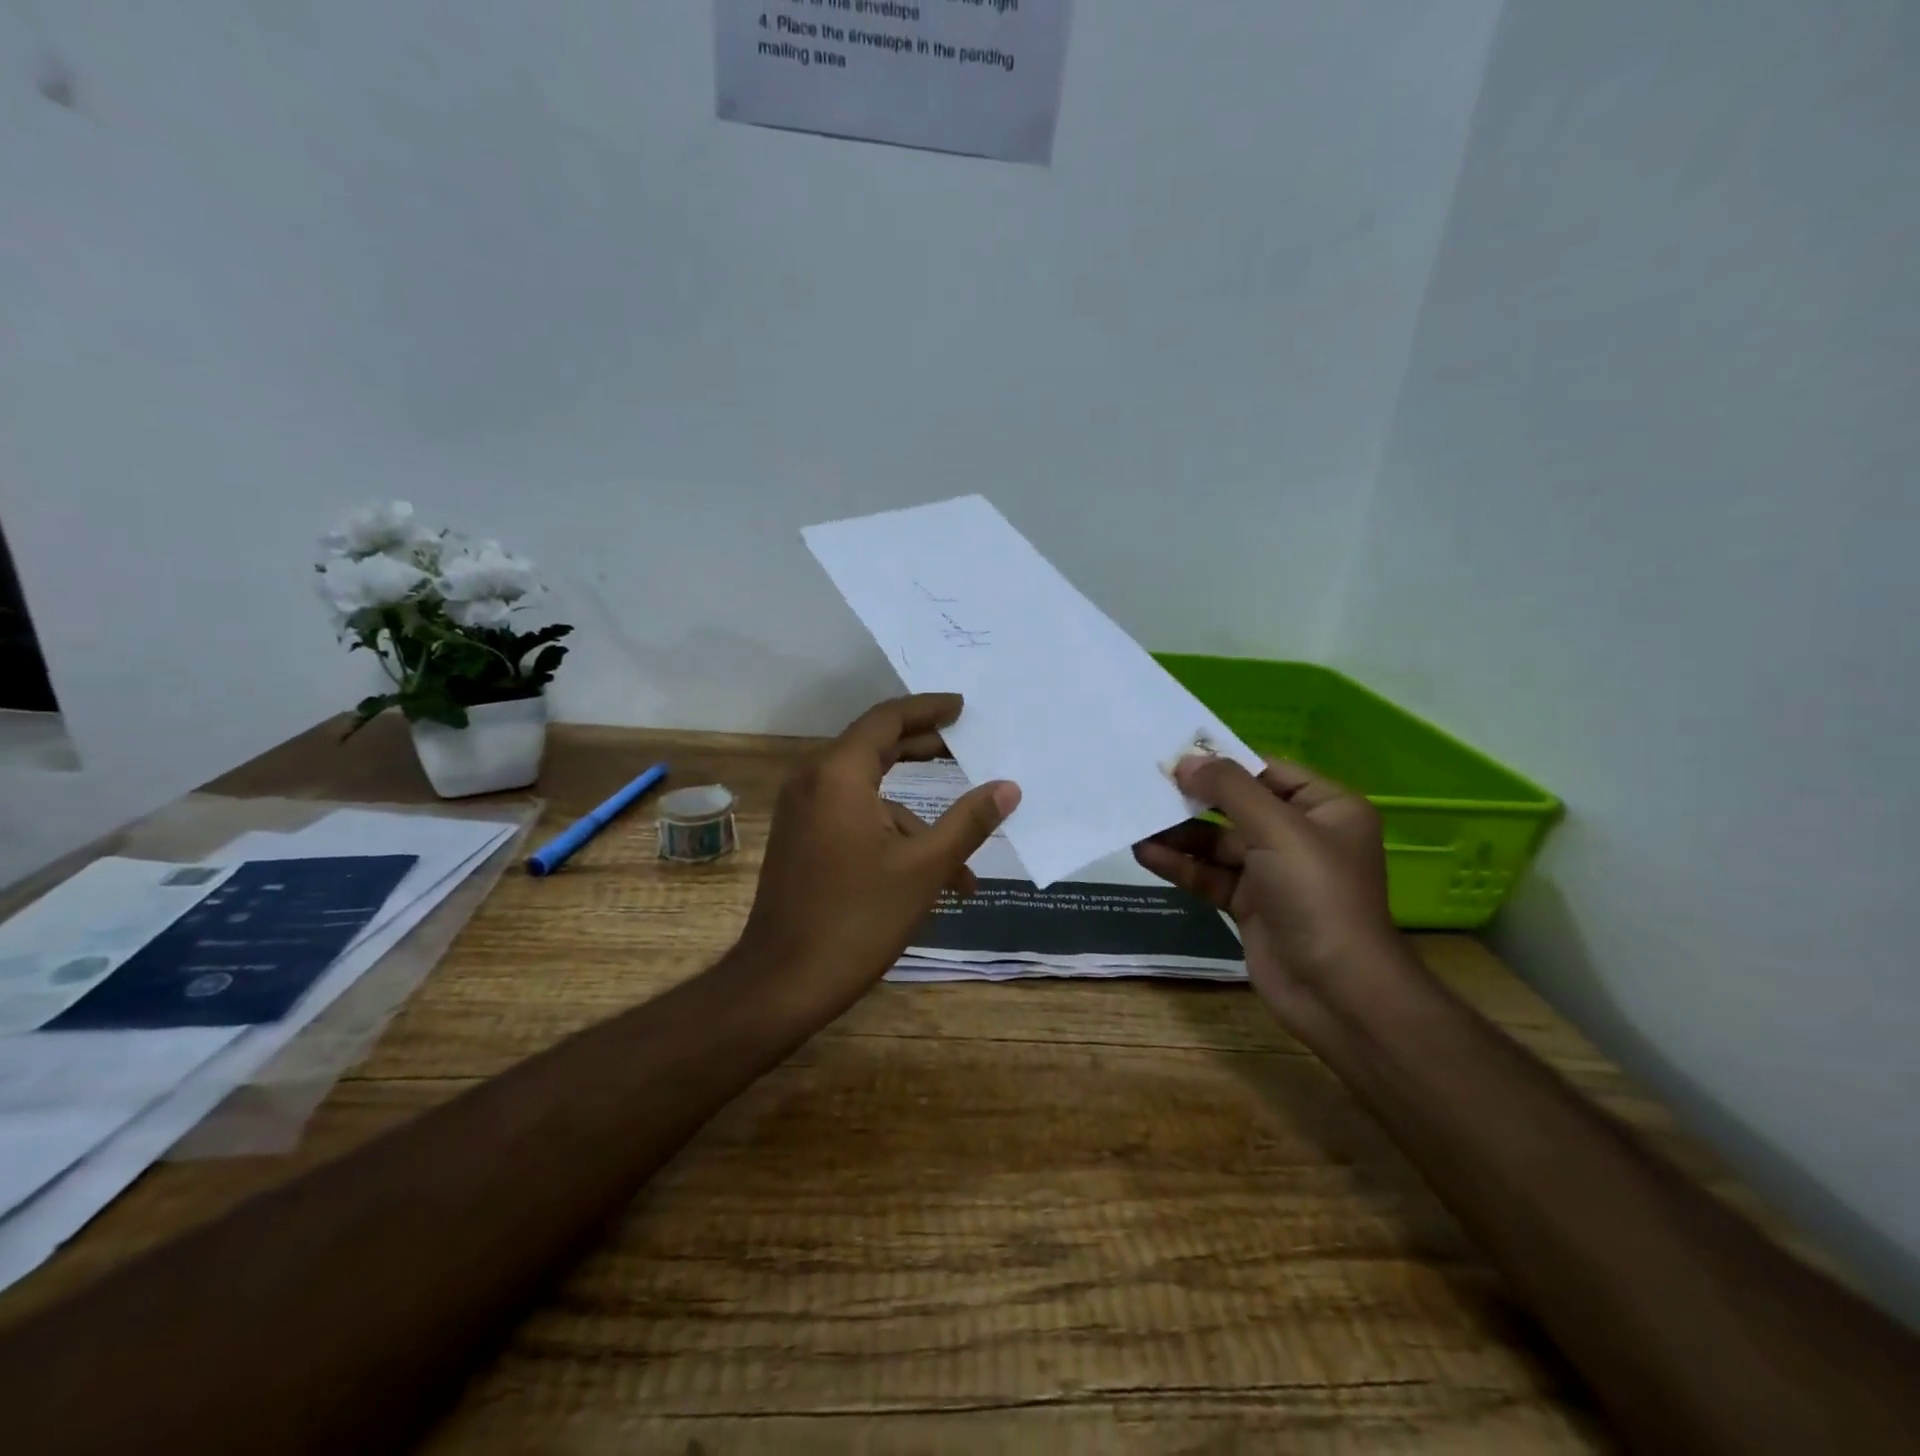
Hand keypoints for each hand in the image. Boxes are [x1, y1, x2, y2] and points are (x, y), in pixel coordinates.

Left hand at [737, 693, 1019, 1009]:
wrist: (783, 983)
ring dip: (916, 820)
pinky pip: (854, 820)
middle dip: (925, 749)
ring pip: (871, 795)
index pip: (888, 718)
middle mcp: (815, 782)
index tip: (962, 707)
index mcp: (839, 774)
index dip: (928, 709)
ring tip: (963, 866)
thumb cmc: (858, 919)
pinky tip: (929, 883)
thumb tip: (1009, 787)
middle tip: (967, 747)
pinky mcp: (802, 841)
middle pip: (877, 746)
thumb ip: (969, 822)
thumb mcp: (925, 868)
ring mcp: (804, 813)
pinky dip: (891, 838)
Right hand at [1133, 756, 1406, 1043]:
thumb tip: (1186, 761)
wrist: (1336, 991)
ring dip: (1179, 835)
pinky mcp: (1250, 904)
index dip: (1222, 763)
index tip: (1175, 757)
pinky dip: (1180, 865)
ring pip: (1218, 843)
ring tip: (1137, 822)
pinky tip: (1145, 854)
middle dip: (1194, 799)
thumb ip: (1229, 790)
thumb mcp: (1277, 829)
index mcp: (1326, 808)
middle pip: (1237, 806)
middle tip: (1147, 786)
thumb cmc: (1317, 896)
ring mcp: (1273, 872)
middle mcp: (1301, 835)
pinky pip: (1210, 875)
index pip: (1267, 772)